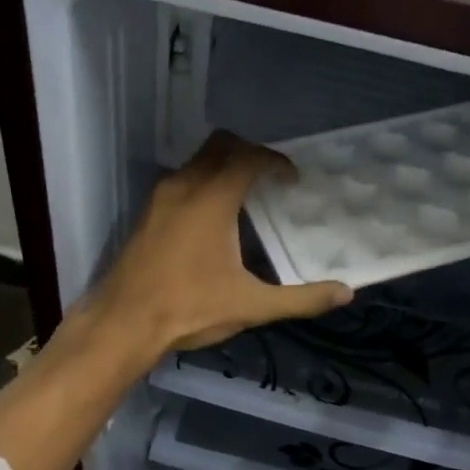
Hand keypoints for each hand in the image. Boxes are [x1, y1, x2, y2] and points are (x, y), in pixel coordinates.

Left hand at [73, 132, 352, 362]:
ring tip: (247, 198)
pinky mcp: (146, 215)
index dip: (275, 162)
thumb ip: (300, 298)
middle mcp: (183, 186)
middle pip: (220, 146)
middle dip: (249, 153)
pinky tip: (214, 220)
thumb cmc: (189, 309)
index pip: (248, 157)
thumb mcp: (251, 306)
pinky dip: (203, 184)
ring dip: (223, 168)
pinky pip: (181, 181)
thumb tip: (346, 293)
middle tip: (271, 179)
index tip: (292, 180)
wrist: (123, 324)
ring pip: (196, 162)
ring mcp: (159, 199)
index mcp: (212, 199)